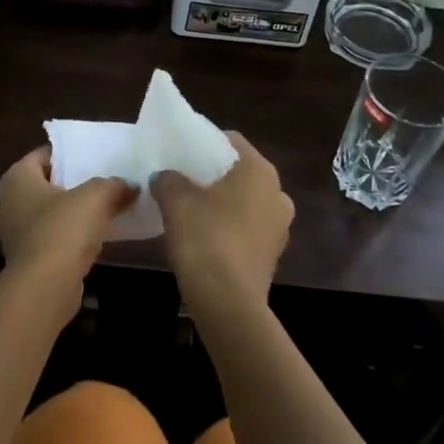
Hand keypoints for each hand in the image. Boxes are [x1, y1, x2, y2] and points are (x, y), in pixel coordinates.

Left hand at [0, 147, 134, 298]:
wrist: (45, 287)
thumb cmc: (63, 229)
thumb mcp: (96, 197)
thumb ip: (114, 186)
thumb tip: (131, 186)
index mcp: (17, 178)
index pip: (42, 155)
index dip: (67, 155)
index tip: (92, 158)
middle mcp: (8, 202)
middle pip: (45, 184)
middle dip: (71, 184)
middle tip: (102, 181)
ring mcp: (15, 233)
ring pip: (48, 213)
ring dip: (71, 213)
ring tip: (103, 209)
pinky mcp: (26, 259)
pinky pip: (51, 238)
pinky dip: (68, 236)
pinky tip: (93, 238)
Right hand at [152, 133, 294, 314]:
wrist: (227, 302)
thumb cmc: (205, 238)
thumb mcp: (175, 200)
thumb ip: (168, 179)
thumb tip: (164, 177)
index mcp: (260, 171)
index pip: (231, 140)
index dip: (204, 142)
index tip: (181, 151)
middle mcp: (278, 193)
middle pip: (240, 172)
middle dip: (213, 174)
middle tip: (182, 179)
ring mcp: (279, 227)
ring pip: (245, 201)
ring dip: (221, 202)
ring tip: (189, 209)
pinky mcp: (272, 255)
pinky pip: (247, 228)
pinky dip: (228, 226)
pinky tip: (202, 236)